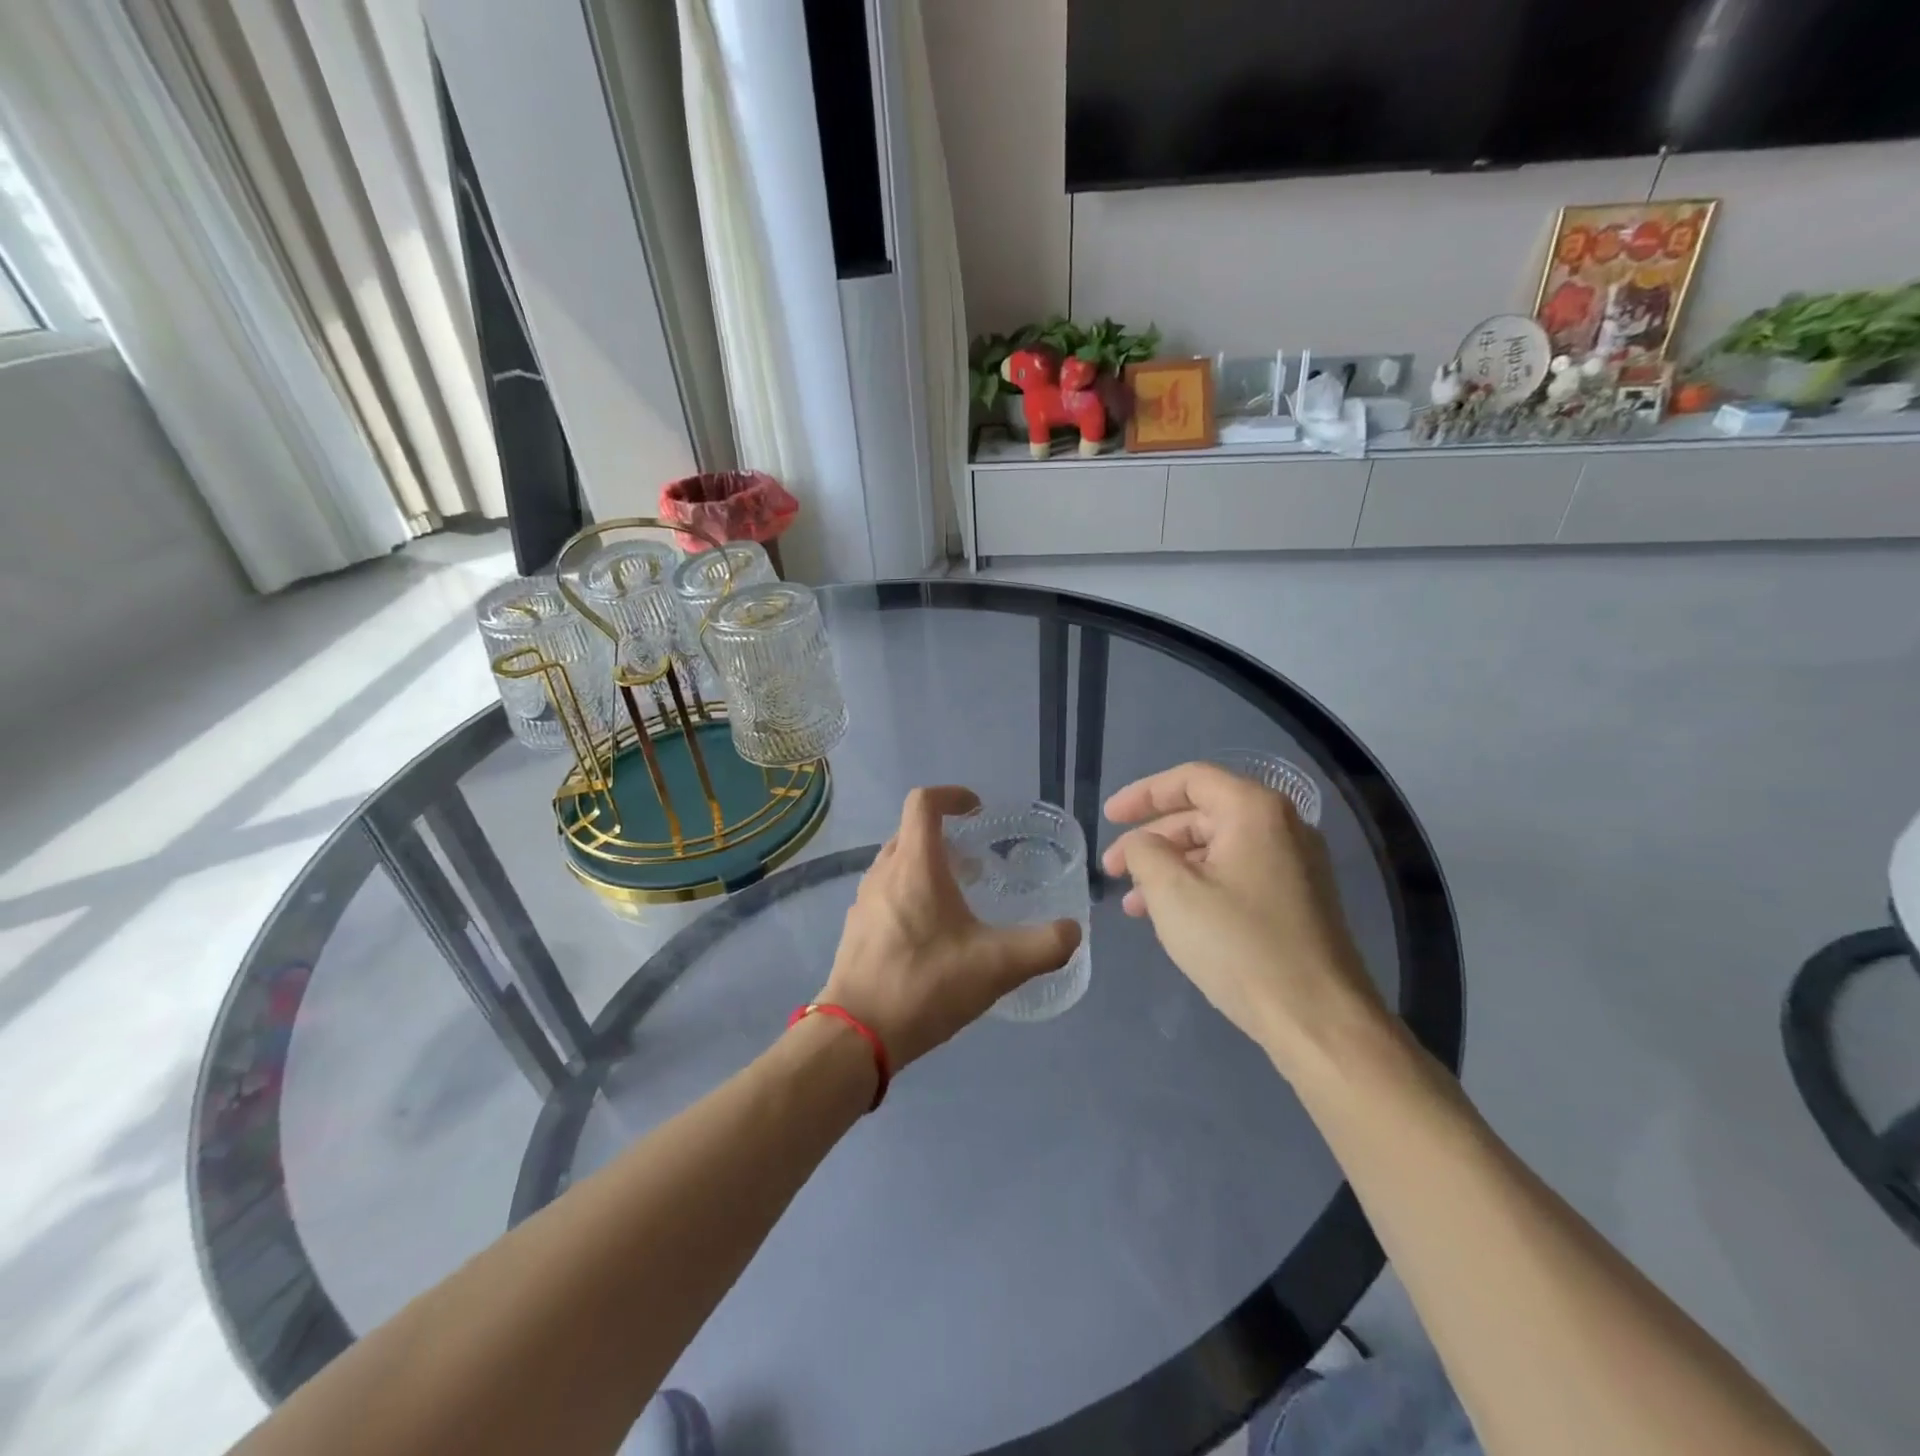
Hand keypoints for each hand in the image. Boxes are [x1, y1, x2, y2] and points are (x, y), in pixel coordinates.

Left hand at [818, 787, 1081, 1069]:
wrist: (856, 1036)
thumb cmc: (925, 985)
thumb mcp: (997, 966)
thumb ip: (1043, 946)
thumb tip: (1072, 932)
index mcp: (914, 865)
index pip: (923, 802)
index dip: (952, 795)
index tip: (978, 811)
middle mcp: (883, 872)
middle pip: (910, 832)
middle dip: (944, 836)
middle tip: (976, 863)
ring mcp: (864, 901)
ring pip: (896, 864)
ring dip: (926, 867)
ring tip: (958, 899)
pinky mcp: (856, 929)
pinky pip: (885, 892)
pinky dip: (910, 894)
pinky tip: (931, 935)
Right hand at [1102, 763, 1386, 1074]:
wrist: (1317, 1019)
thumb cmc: (1238, 945)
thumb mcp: (1173, 892)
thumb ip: (1144, 852)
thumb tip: (1140, 844)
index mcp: (1254, 810)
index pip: (1189, 779)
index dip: (1142, 794)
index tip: (1108, 818)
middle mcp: (1281, 826)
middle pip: (1202, 814)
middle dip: (1152, 839)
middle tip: (1113, 868)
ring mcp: (1294, 865)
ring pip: (1216, 849)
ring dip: (1170, 868)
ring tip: (1133, 902)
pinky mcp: (1297, 901)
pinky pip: (1235, 876)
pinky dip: (1198, 887)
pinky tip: (1170, 918)